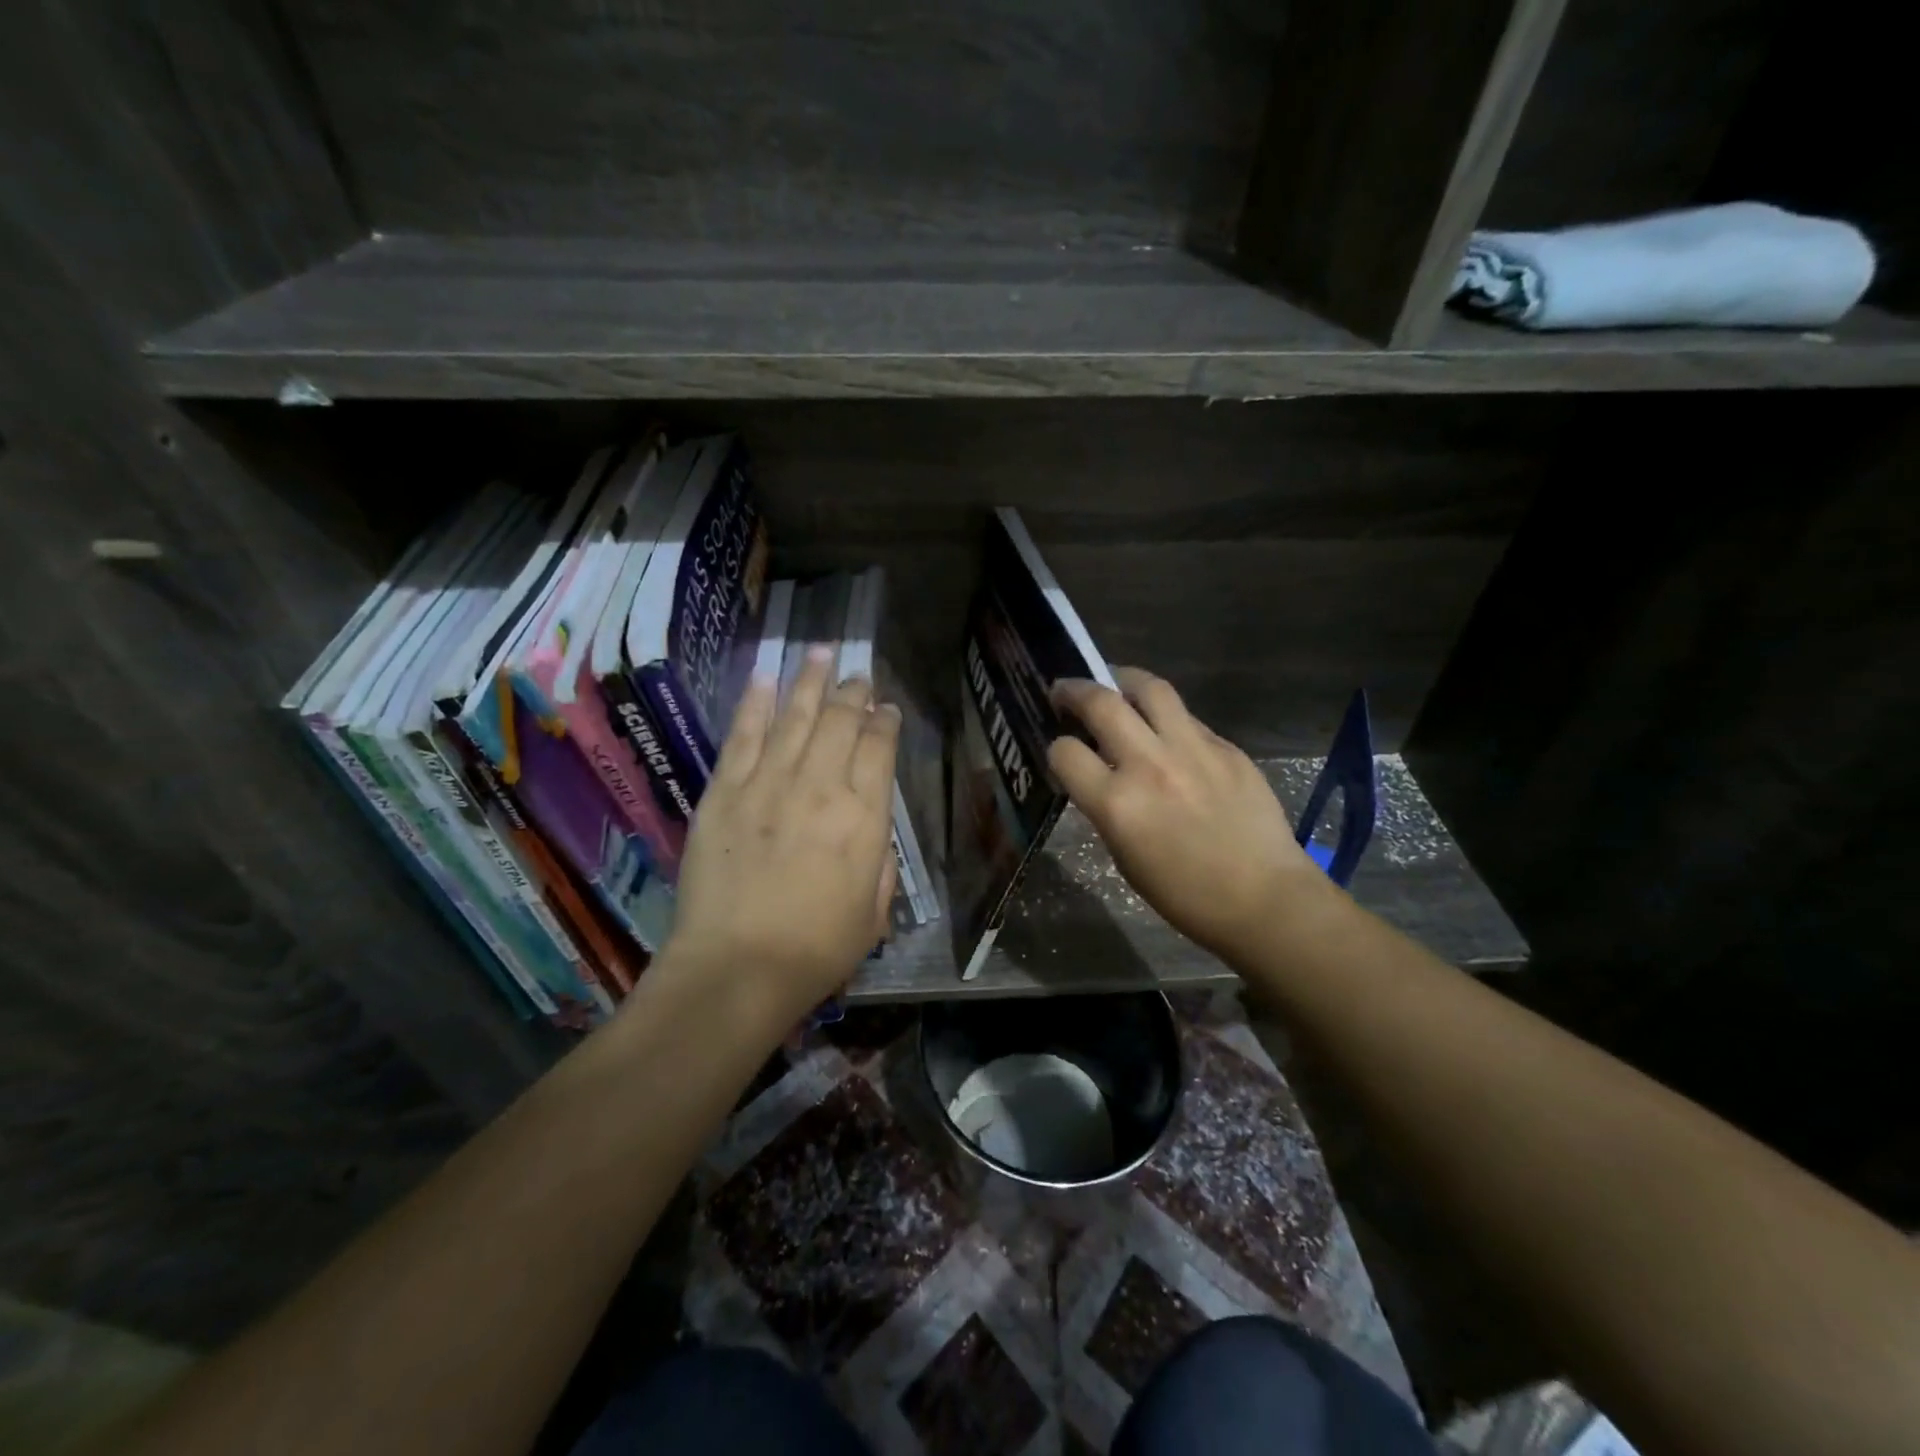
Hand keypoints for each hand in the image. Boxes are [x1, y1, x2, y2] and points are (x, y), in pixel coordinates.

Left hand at [661, 647, 899, 1028]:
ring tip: (821, 651)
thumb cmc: (815, 950)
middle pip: (840, 721)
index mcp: (863, 817)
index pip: (879, 748)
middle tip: (858, 675)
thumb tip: (870, 827)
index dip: (886, 723)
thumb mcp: (874, 913)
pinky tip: (765, 678)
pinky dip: (756, 703)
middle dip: (853, 692)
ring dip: (810, 680)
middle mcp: (820, 787)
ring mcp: (768, 784)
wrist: (736, 969)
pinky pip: (743, 735)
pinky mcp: (725, 791)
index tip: (887, 710)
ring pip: (795, 715)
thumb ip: (879, 862)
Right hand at [1050, 668, 1330, 962]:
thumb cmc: (1184, 894)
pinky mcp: (1226, 747)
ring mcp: (1192, 750)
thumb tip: (1098, 774)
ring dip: (1123, 680)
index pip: (1065, 752)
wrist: (1263, 898)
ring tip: (1115, 684)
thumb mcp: (1124, 856)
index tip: (1062, 751)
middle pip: (1101, 703)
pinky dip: (1167, 716)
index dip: (1056, 749)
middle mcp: (1149, 765)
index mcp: (1116, 803)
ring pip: (1150, 689)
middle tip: (1064, 690)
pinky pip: (1187, 717)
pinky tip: (1166, 731)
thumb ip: (1106, 807)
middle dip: (1073, 690)